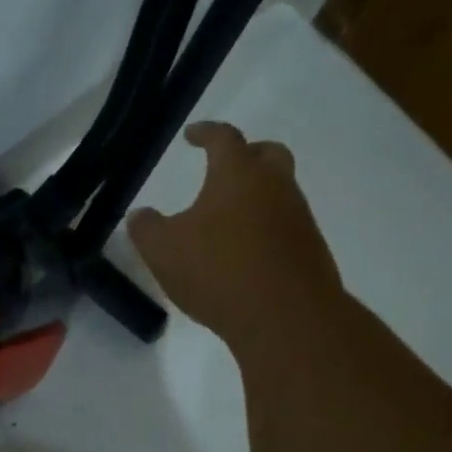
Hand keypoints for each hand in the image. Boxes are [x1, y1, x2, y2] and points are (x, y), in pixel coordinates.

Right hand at [127, 121, 343, 353]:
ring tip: (229, 219)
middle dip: (247, 154)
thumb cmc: (219, 271)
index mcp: (239, 174)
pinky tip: (247, 254)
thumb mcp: (164, 251)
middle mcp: (276, 187)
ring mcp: (299, 219)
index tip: (192, 135)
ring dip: (257, 197)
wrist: (287, 319)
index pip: (224, 138)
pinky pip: (287, 228)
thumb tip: (139, 215)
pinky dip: (267, 230)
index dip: (206, 132)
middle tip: (225, 167)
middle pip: (268, 154)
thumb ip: (146, 228)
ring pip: (281, 192)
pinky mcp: (311, 252)